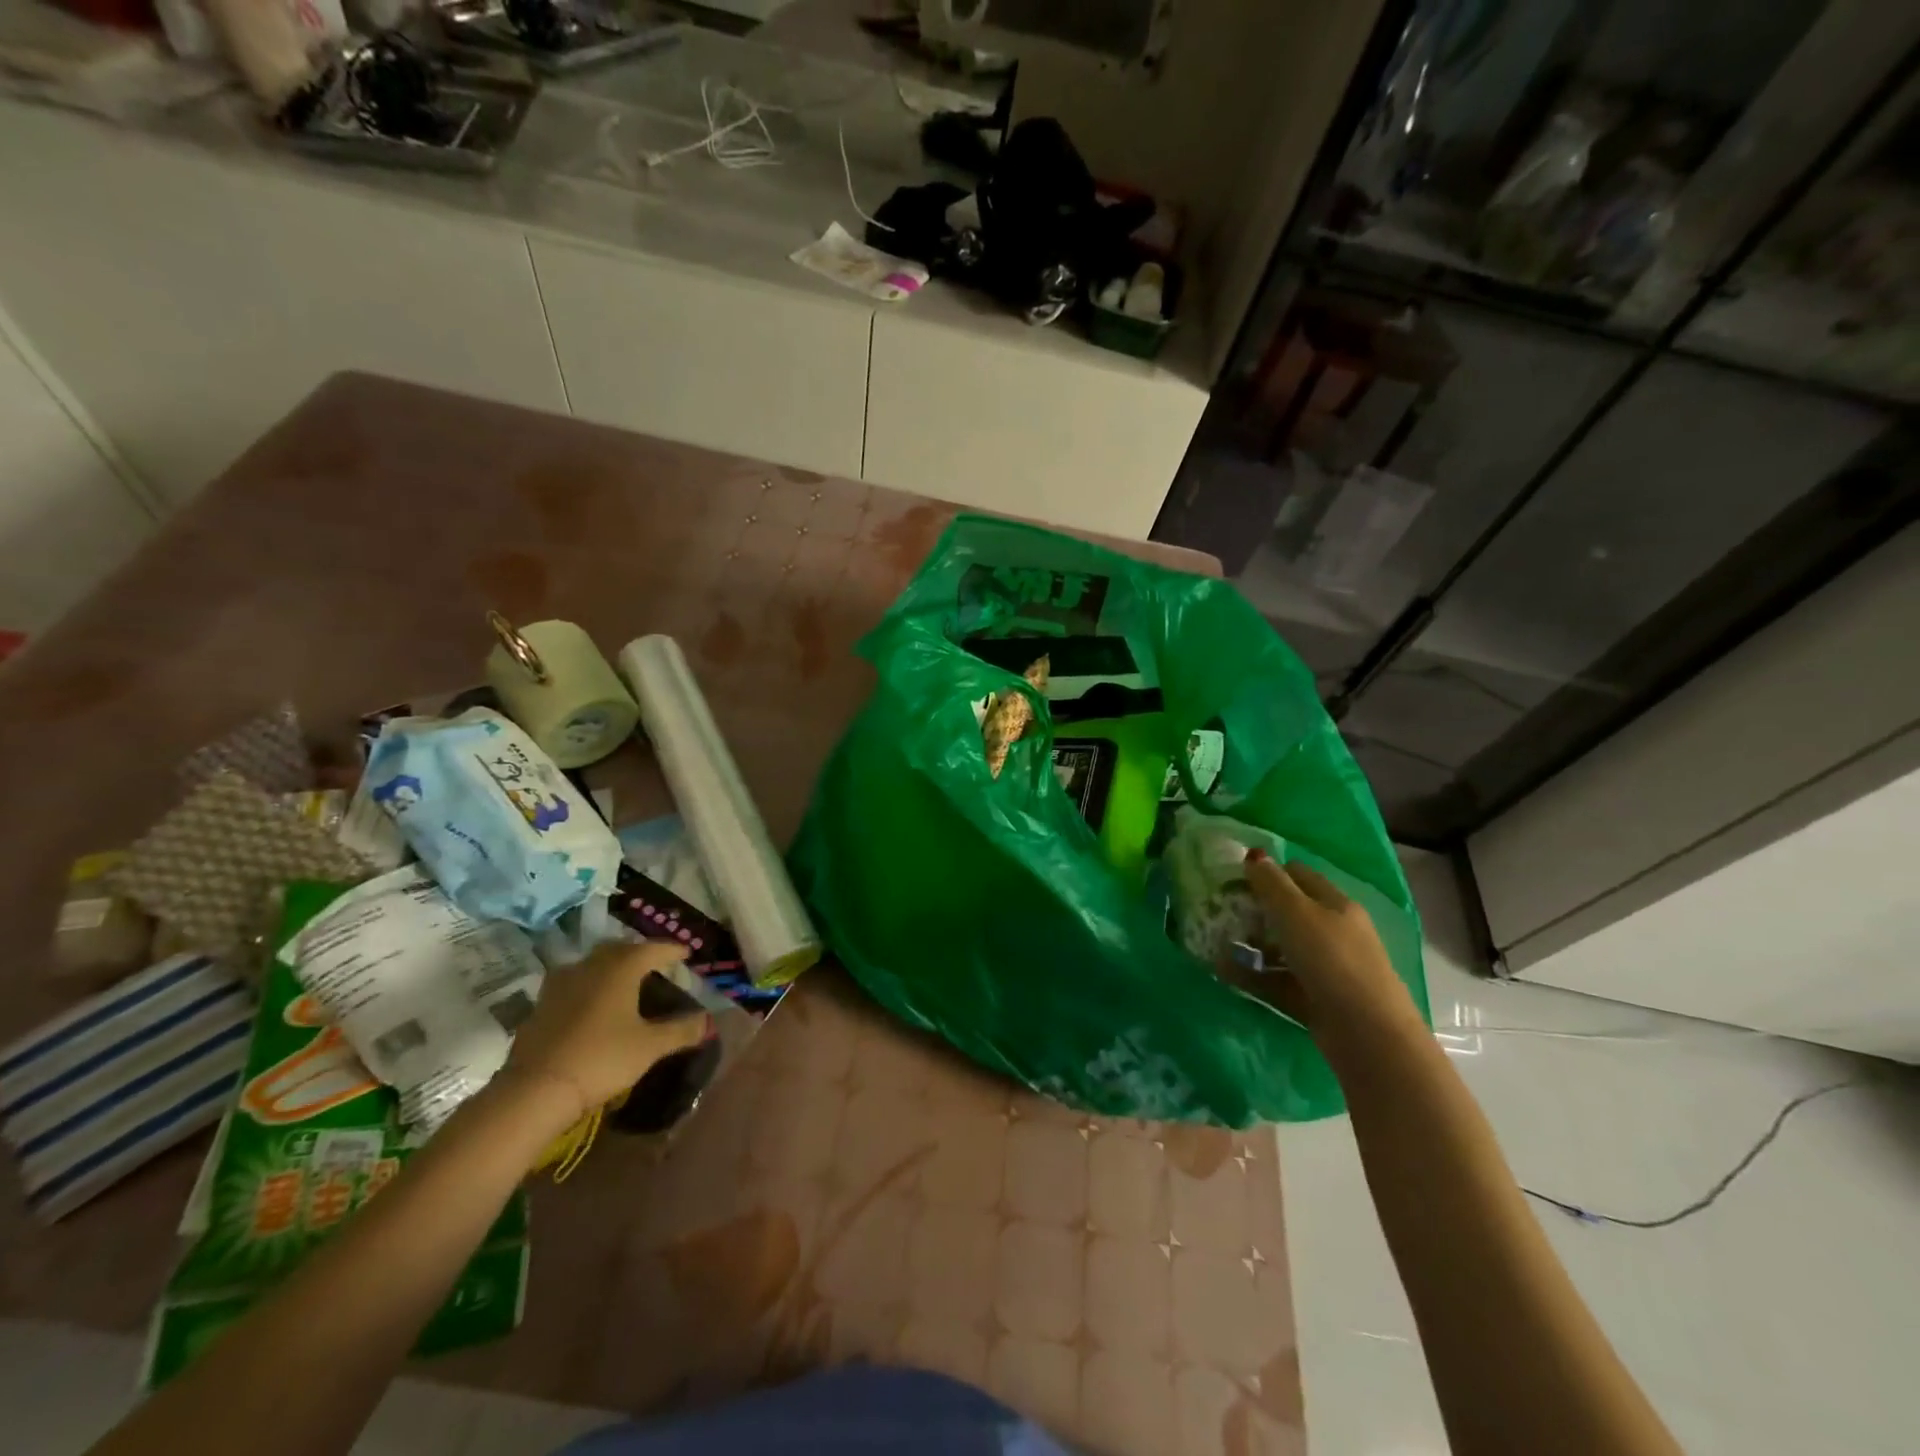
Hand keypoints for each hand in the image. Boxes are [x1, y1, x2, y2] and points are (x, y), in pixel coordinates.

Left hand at [495, 941, 711, 1132]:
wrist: (535, 1090)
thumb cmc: (601, 1059)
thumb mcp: (649, 1047)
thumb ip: (681, 1031)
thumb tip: (708, 1021)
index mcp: (621, 968)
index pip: (654, 948)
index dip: (673, 950)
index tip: (687, 953)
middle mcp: (590, 966)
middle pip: (620, 949)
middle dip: (641, 953)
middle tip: (657, 965)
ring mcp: (561, 984)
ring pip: (593, 964)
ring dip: (611, 966)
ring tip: (625, 981)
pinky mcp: (541, 1005)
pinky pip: (573, 984)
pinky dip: (589, 986)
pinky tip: (593, 1004)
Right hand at [1239, 850, 1419, 1047]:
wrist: (1366, 1033)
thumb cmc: (1331, 959)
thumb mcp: (1296, 913)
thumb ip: (1271, 883)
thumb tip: (1253, 854)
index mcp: (1335, 904)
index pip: (1298, 875)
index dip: (1267, 873)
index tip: (1233, 879)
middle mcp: (1333, 932)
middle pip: (1289, 912)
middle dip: (1255, 910)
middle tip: (1221, 911)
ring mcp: (1326, 967)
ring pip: (1282, 948)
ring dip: (1251, 945)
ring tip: (1217, 944)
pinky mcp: (1315, 998)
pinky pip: (1278, 979)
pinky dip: (1254, 975)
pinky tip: (1226, 973)